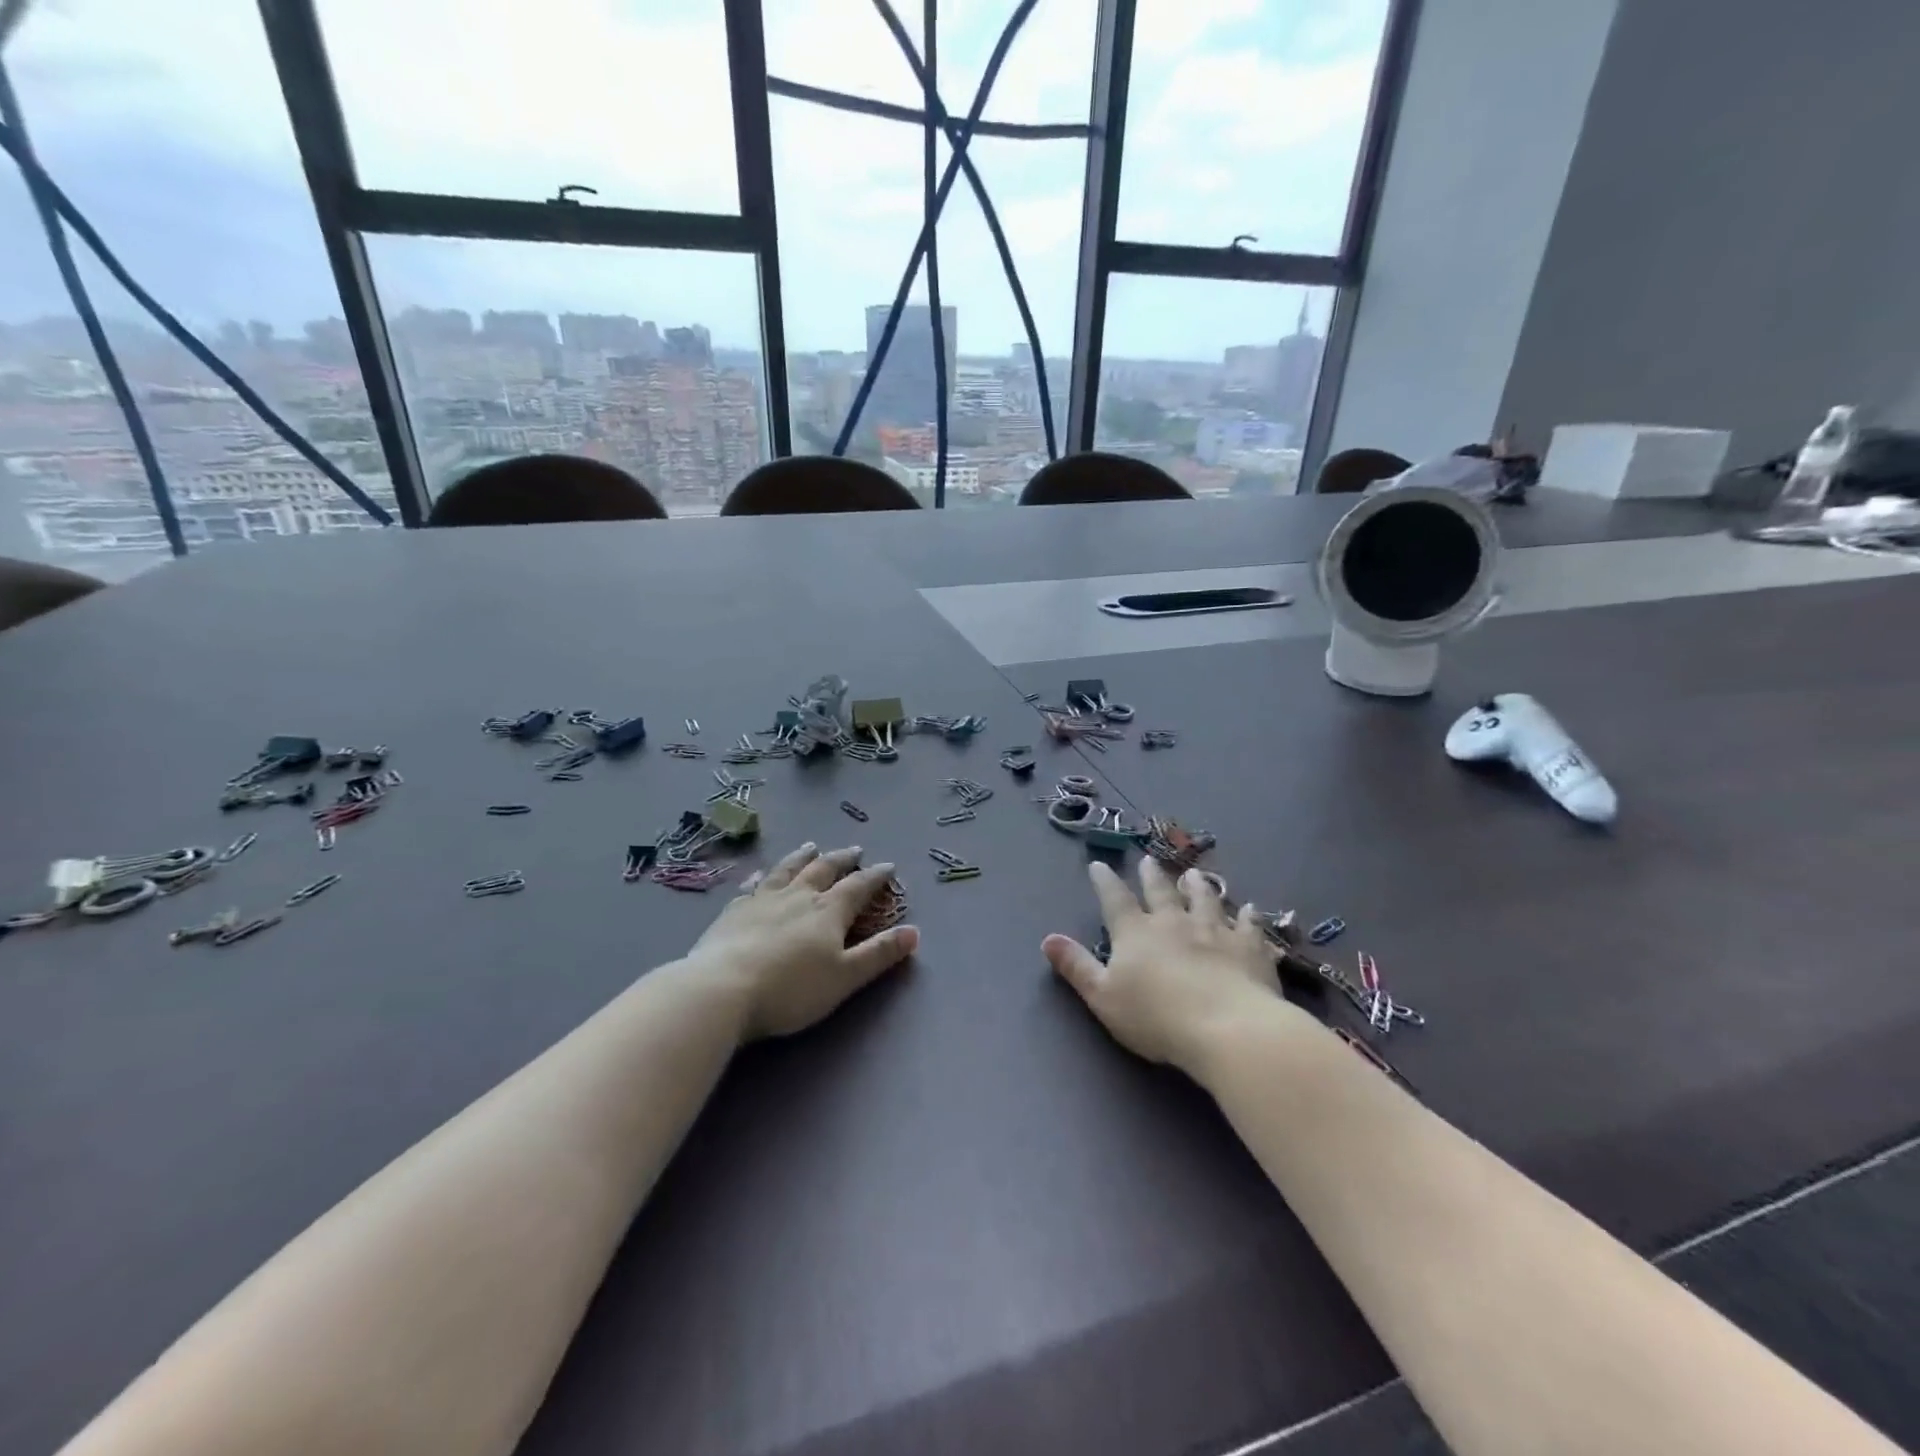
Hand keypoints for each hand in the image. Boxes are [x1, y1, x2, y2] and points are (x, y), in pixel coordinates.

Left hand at [689, 843, 918, 1041]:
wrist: (722, 989)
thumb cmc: (791, 989)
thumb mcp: (845, 977)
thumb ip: (879, 954)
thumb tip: (914, 932)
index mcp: (828, 911)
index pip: (858, 887)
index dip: (876, 876)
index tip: (888, 866)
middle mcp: (798, 896)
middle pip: (823, 869)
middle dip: (842, 859)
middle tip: (853, 849)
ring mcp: (762, 900)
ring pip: (787, 869)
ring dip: (802, 856)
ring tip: (811, 846)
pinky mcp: (733, 911)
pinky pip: (752, 886)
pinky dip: (761, 877)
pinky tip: (759, 875)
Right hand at [1044, 859, 1283, 1075]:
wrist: (1227, 1028)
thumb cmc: (1157, 1018)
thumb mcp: (1103, 997)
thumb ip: (1077, 966)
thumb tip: (1048, 939)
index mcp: (1136, 933)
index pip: (1115, 899)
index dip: (1105, 882)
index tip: (1100, 865)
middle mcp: (1173, 922)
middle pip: (1161, 892)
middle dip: (1151, 876)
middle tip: (1148, 860)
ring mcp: (1214, 931)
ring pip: (1205, 899)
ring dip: (1198, 886)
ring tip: (1194, 874)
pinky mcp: (1248, 947)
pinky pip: (1249, 925)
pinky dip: (1249, 916)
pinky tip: (1251, 909)